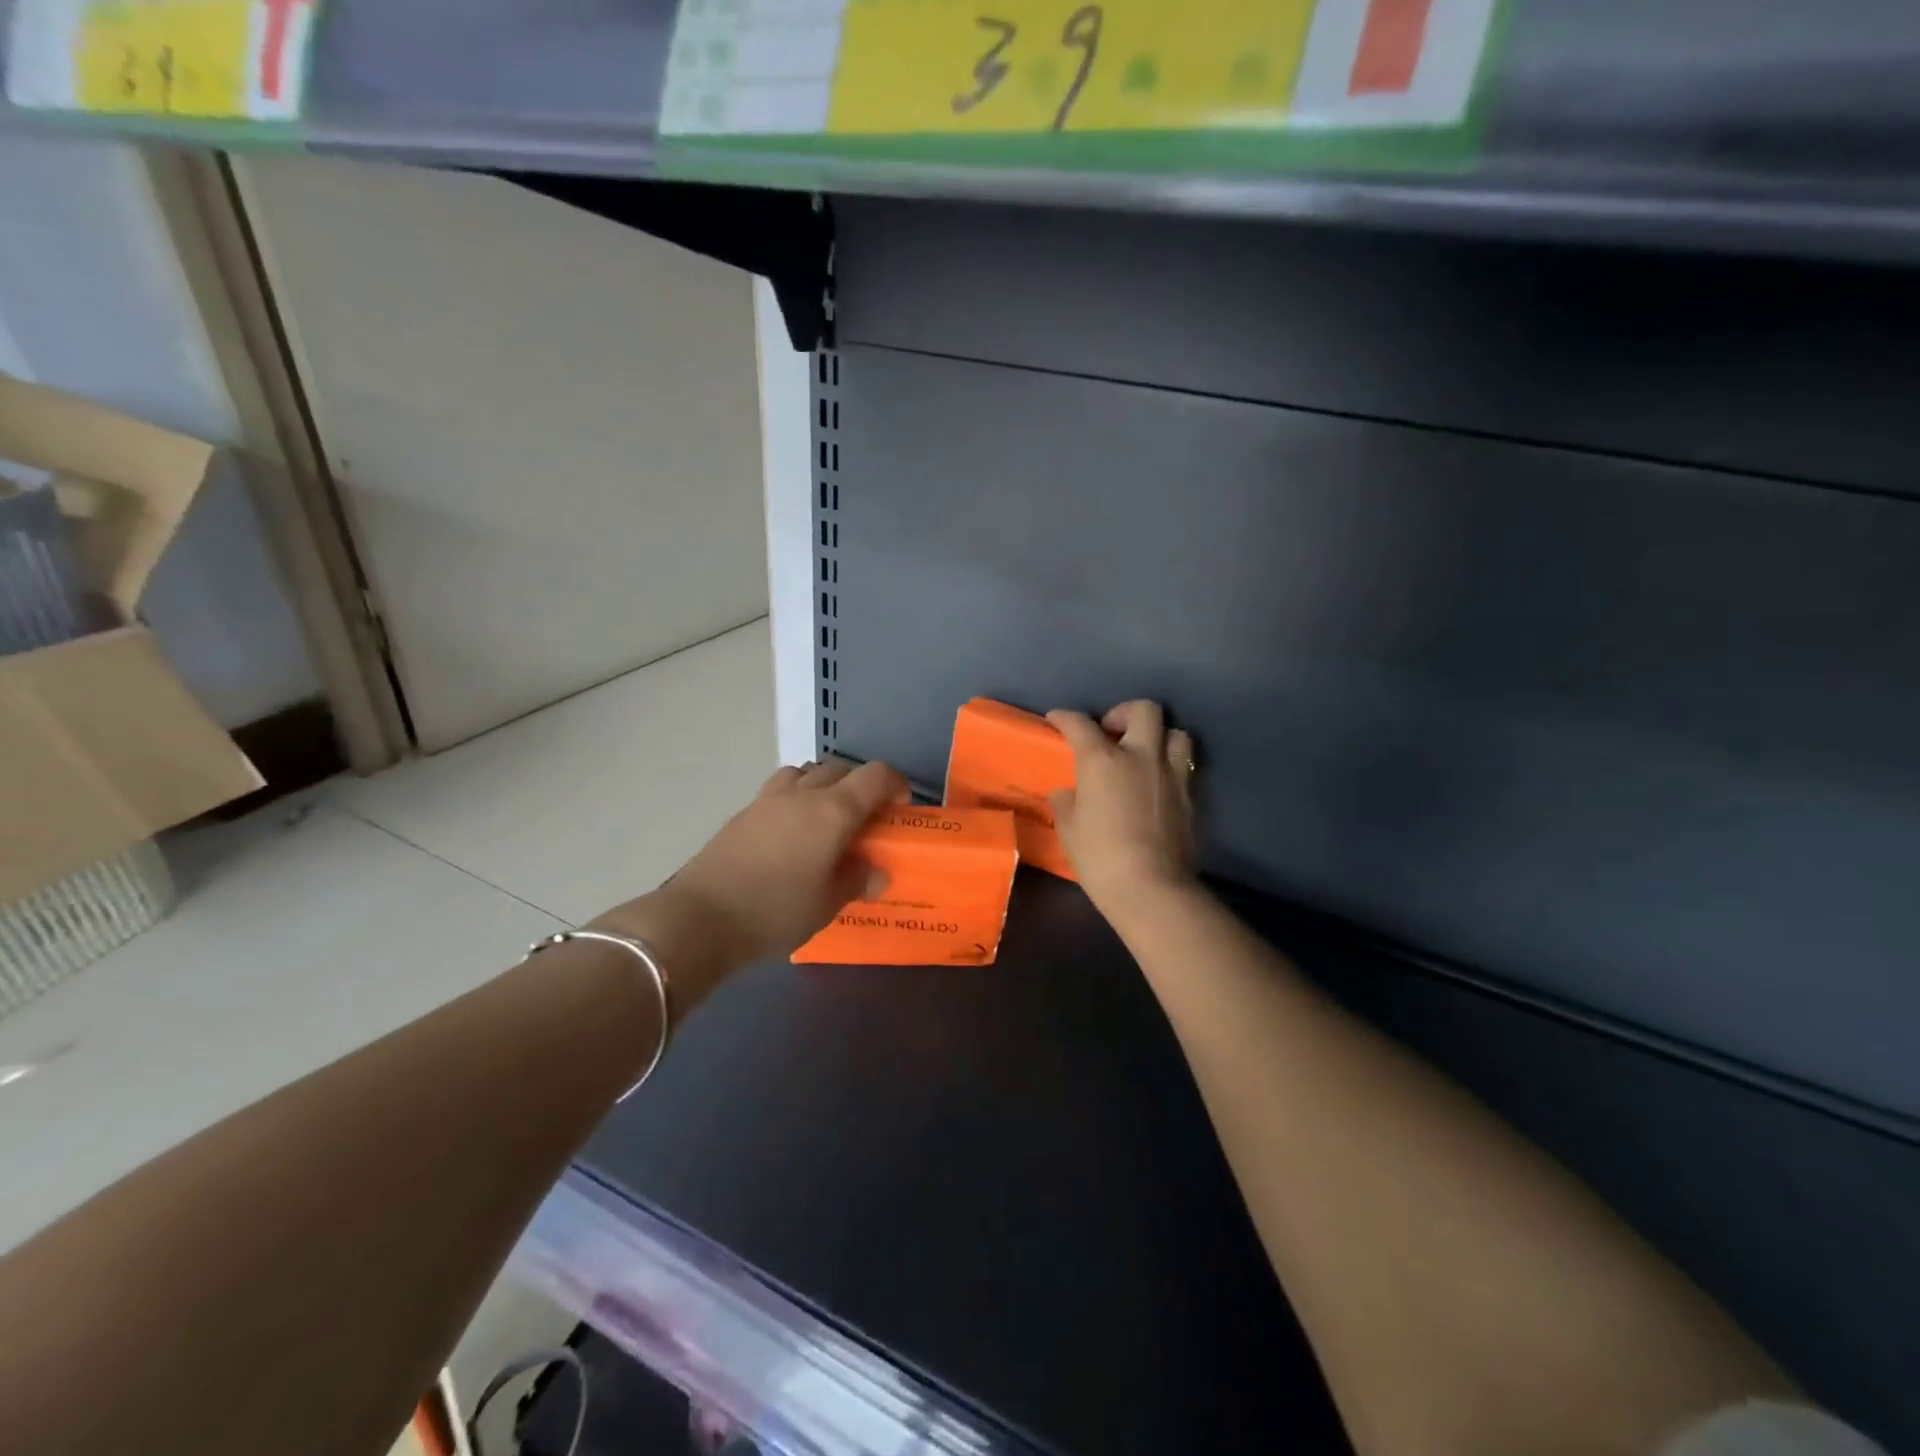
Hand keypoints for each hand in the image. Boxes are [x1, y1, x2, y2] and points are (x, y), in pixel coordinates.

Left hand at [592, 758, 907, 997]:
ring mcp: (769, 799)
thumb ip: (856, 881)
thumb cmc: (775, 911)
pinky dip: (797, 798)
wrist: (701, 917)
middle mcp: (804, 793)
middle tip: (867, 819)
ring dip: (825, 785)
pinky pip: (781, 789)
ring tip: (827, 819)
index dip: (896, 784)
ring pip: (807, 772)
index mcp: (833, 810)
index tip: (901, 807)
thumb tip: (876, 873)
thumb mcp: (826, 904)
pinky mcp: (744, 812)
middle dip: (861, 786)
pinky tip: (792, 833)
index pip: (876, 776)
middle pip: (842, 768)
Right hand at [1046, 701, 1197, 912]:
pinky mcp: (1190, 796)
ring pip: (1175, 733)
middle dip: (1124, 713)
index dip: (1065, 717)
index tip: (1057, 719)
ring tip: (1142, 754)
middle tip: (1110, 733)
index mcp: (1103, 761)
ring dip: (1158, 736)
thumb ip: (1066, 803)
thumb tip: (1068, 793)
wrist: (1152, 888)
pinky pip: (1183, 765)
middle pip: (1143, 710)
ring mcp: (1171, 774)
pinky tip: (1155, 785)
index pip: (1081, 724)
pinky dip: (1169, 766)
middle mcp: (1141, 756)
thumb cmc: (1100, 858)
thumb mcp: (1069, 830)